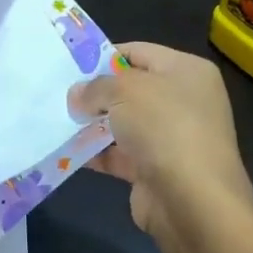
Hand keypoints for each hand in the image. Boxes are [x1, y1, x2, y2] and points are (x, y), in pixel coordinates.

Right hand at [69, 42, 252, 251]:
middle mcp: (184, 101)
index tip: (72, 65)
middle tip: (61, 94)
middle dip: (96, 93)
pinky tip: (69, 150)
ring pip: (123, 122)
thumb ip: (95, 86)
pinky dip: (97, 152)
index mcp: (187, 71)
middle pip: (130, 88)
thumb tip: (78, 95)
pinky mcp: (158, 169)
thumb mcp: (123, 91)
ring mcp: (172, 137)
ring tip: (58, 120)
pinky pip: (120, 154)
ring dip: (93, 124)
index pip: (138, 52)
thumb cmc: (164, 127)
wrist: (193, 201)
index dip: (104, 56)